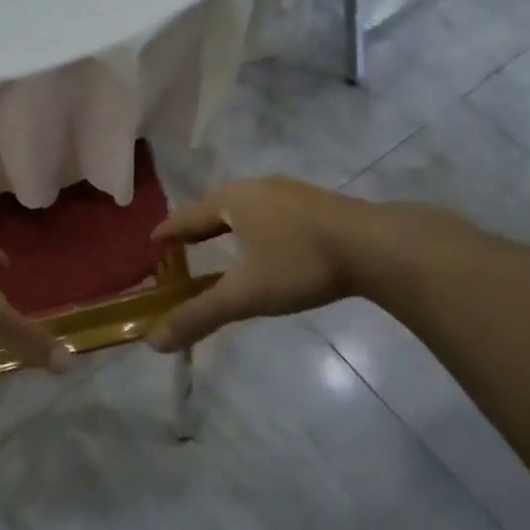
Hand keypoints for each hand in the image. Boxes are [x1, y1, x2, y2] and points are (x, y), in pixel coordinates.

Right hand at [147, 178, 468, 350]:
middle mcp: (256, 188)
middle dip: (198, 225)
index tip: (153, 240)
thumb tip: (153, 342)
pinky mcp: (317, 202)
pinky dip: (258, 225)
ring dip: (230, 223)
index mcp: (232, 201)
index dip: (169, 231)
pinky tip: (270, 241)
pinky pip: (272, 211)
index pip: (188, 216)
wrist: (375, 246)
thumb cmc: (300, 263)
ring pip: (248, 206)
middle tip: (184, 244)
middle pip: (216, 206)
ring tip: (223, 241)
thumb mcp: (246, 295)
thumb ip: (200, 316)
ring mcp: (290, 191)